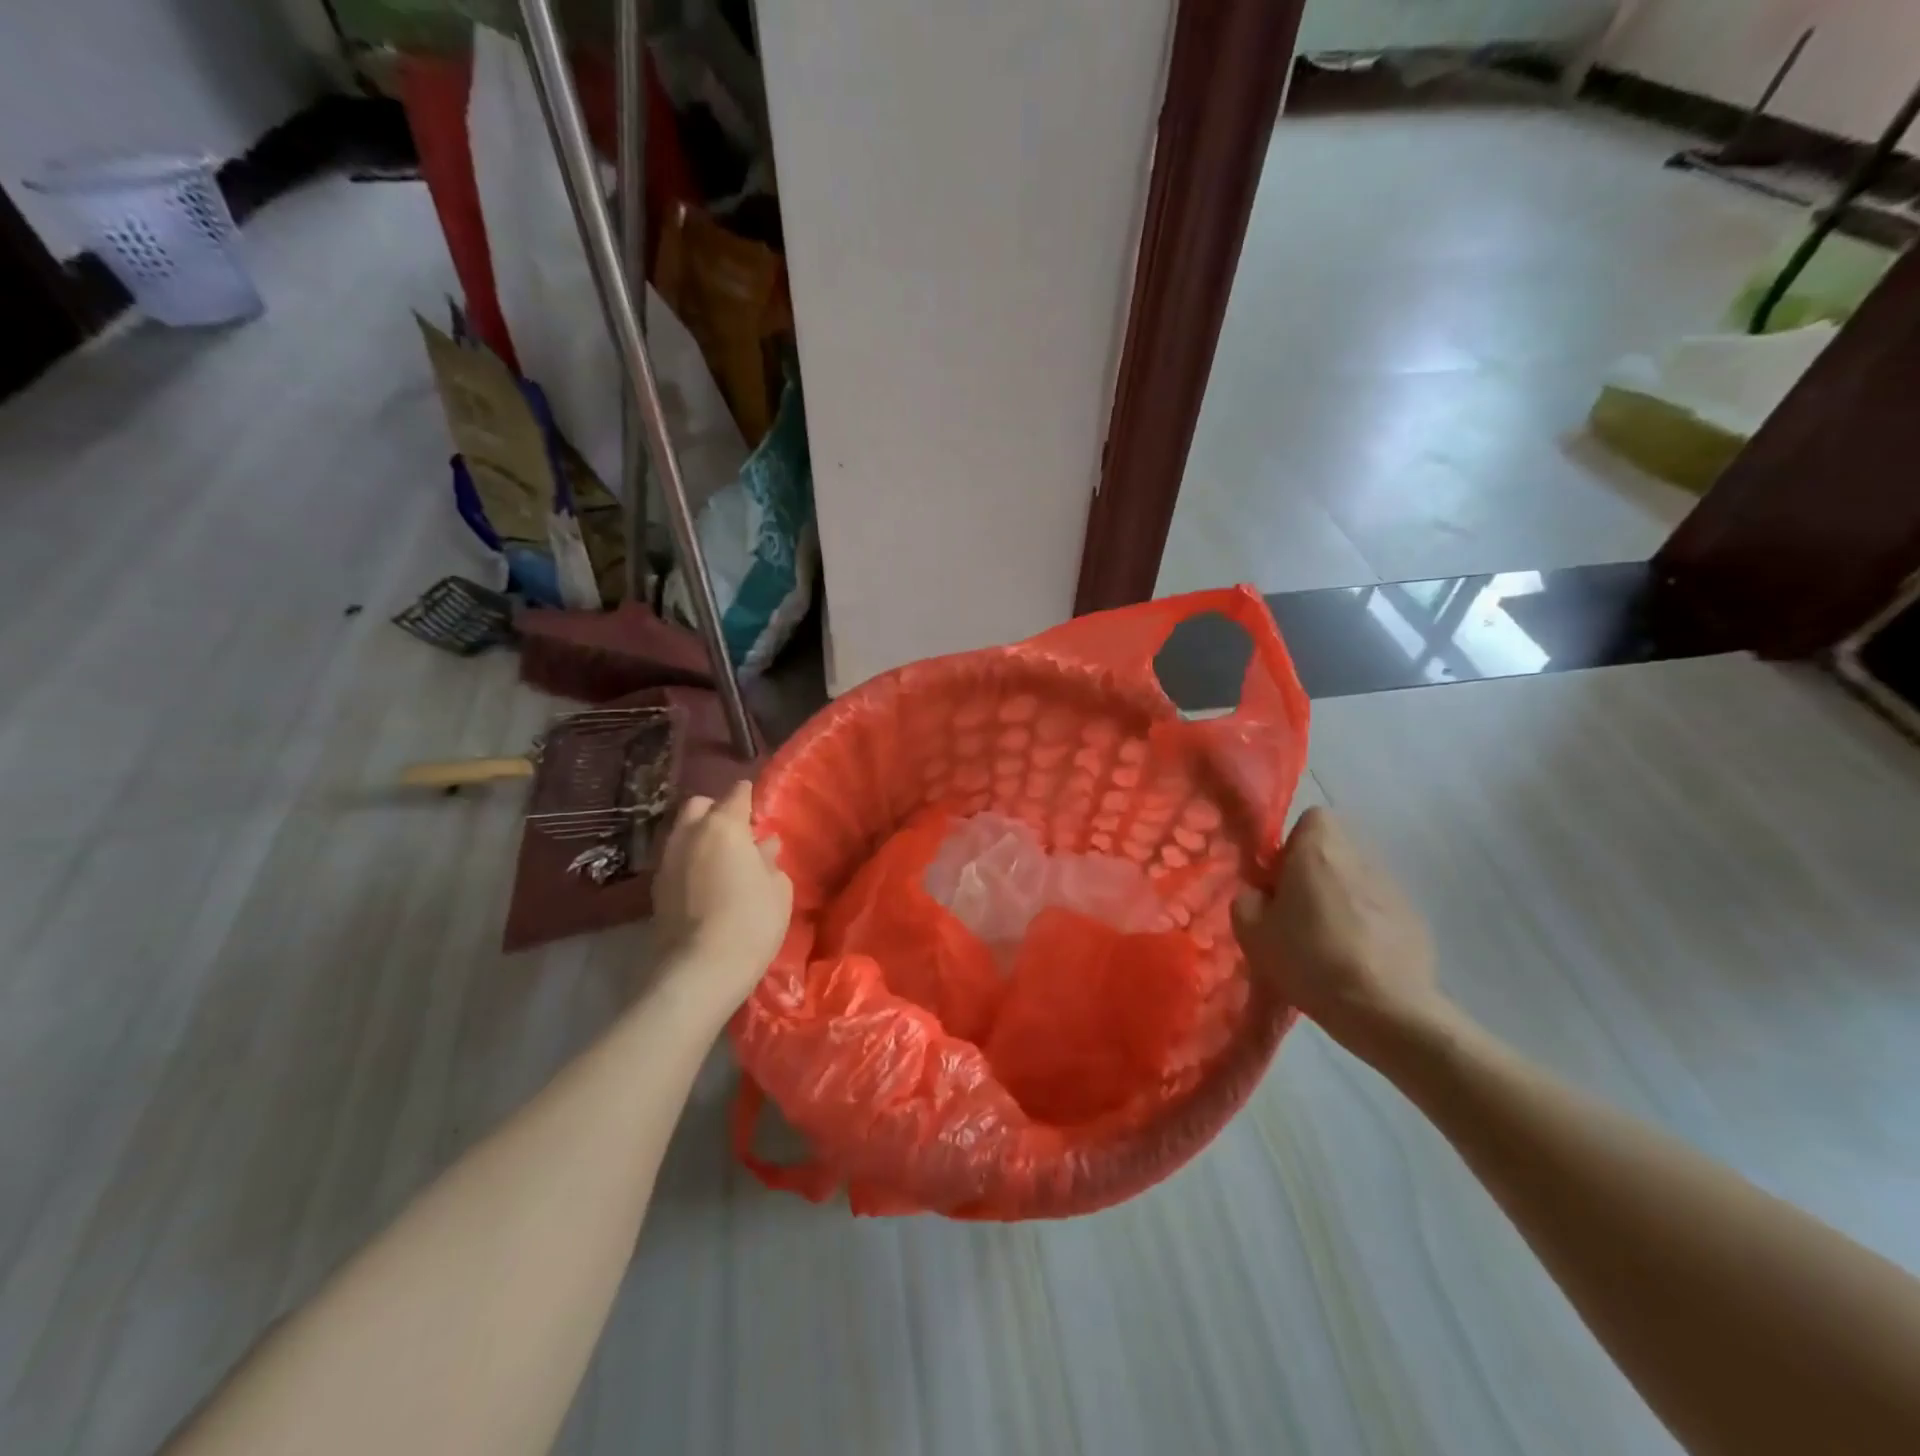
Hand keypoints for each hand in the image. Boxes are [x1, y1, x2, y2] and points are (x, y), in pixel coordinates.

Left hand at [653, 781, 792, 1010]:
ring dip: (700, 837)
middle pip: (698, 806)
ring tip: (721, 859)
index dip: (748, 796)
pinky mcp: (655, 889)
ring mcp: (667, 861)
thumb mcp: (778, 889)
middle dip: (716, 810)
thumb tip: (763, 847)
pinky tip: (705, 881)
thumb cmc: (751, 921)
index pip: (736, 794)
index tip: (758, 805)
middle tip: (737, 832)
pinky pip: (675, 859)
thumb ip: (769, 861)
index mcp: (723, 826)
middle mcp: (689, 834)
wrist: (699, 971)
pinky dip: (690, 861)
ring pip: (682, 832)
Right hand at [1232, 807, 1447, 1059]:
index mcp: (1319, 851)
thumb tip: (1258, 894)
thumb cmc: (1310, 960)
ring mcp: (1393, 889)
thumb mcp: (1253, 933)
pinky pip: (1380, 909)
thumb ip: (1246, 901)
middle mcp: (1360, 858)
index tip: (1279, 878)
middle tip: (1295, 911)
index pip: (1312, 817)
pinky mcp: (1416, 920)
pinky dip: (1367, 924)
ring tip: (1327, 940)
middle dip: (1315, 872)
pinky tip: (1357, 960)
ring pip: (1357, 879)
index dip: (1292, 843)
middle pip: (1334, 849)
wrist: (1386, 1010)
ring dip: (1341, 897)